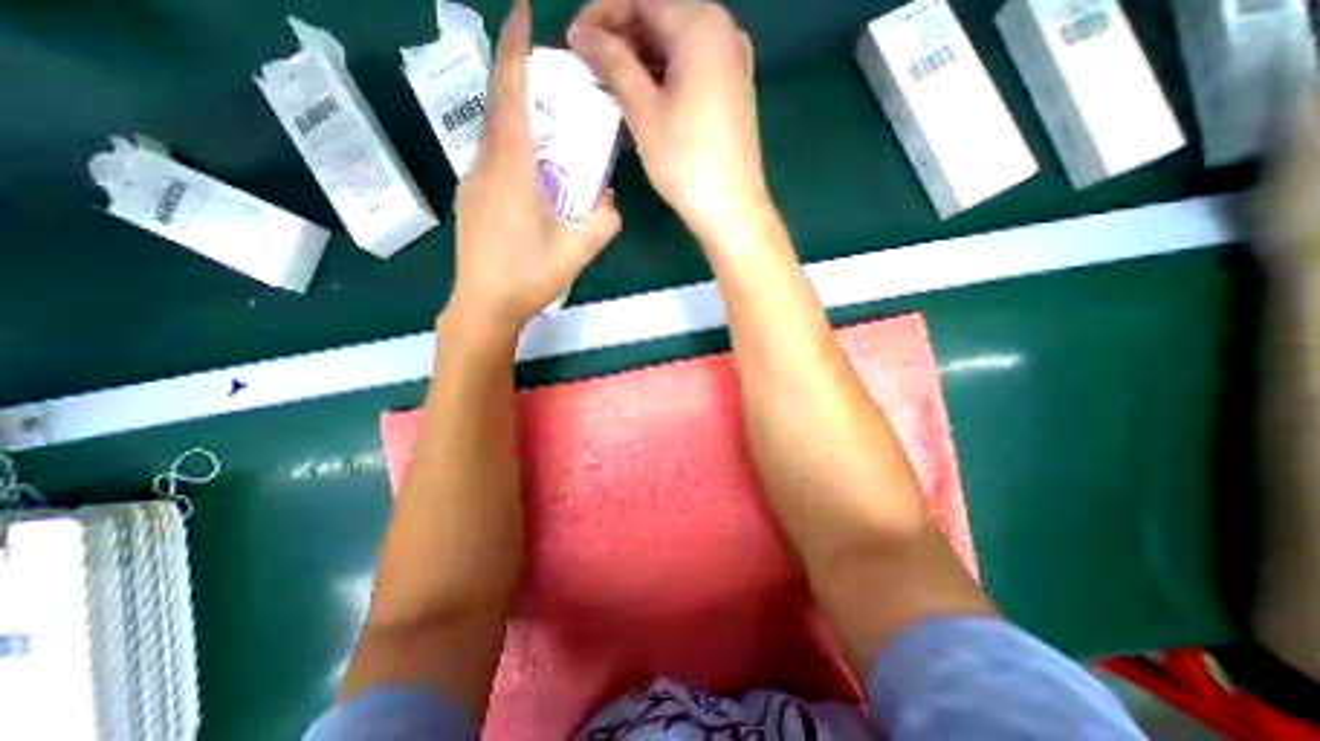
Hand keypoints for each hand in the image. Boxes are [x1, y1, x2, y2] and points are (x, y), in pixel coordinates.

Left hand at [445, 0, 622, 339]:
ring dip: (519, 120)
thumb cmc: (530, 276)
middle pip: (500, 109)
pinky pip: (492, 160)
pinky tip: (534, 174)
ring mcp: (473, 183)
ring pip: (495, 136)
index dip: (514, 48)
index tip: (521, 13)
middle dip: (522, 82)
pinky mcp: (472, 200)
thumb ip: (603, 221)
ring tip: (551, 131)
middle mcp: (486, 166)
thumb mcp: (578, 250)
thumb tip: (610, 199)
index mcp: (512, 169)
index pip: (509, 94)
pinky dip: (513, 149)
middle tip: (555, 83)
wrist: (484, 305)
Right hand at [563, 0, 770, 246]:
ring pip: (674, 47)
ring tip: (609, 89)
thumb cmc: (686, 162)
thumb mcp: (644, 111)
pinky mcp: (731, 91)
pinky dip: (662, 79)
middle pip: (659, 18)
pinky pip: (690, 70)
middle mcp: (723, 32)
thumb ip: (613, 64)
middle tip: (590, 70)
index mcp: (701, 25)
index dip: (601, 15)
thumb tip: (583, 36)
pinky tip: (641, 101)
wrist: (731, 210)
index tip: (574, 44)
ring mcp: (731, 63)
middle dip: (620, 39)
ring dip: (639, 62)